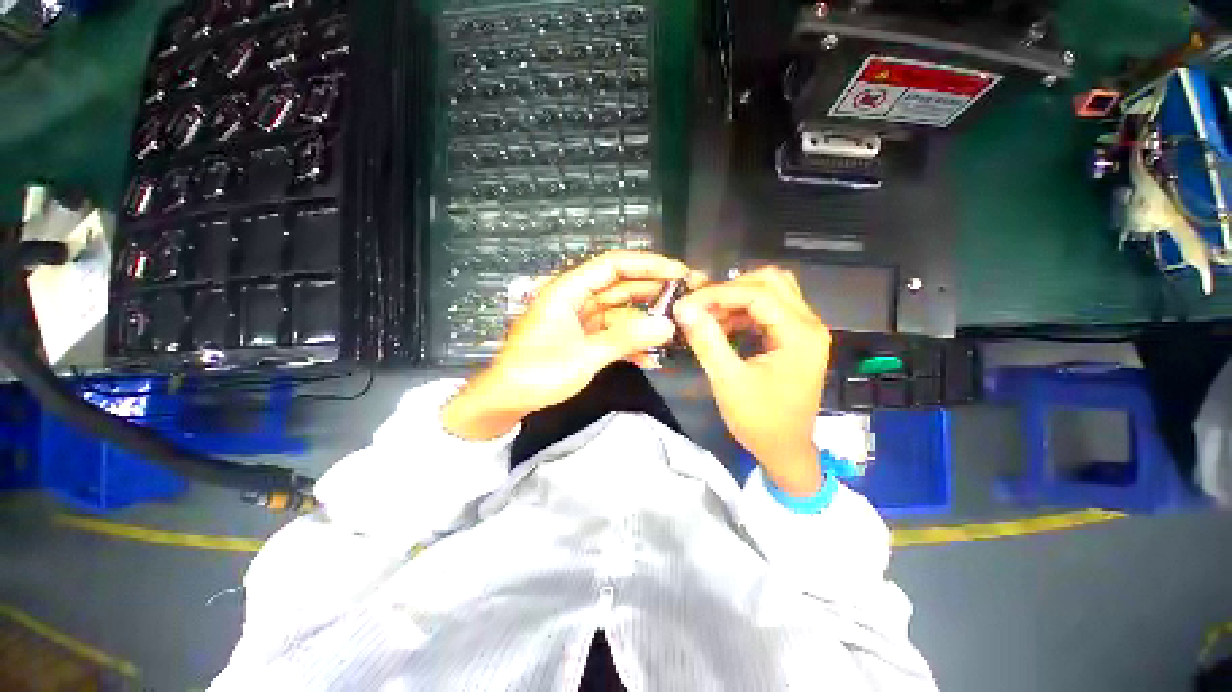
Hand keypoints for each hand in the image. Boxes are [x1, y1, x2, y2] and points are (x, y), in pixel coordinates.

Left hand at [443, 251, 694, 440]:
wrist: (507, 399)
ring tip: (675, 330)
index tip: (678, 272)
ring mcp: (580, 320)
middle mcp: (576, 299)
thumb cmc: (537, 373)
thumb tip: (667, 326)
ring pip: (620, 312)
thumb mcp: (584, 356)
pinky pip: (612, 334)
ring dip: (644, 322)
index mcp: (568, 290)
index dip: (647, 265)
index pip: (613, 265)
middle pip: (620, 286)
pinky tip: (650, 358)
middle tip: (687, 298)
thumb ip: (626, 339)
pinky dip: (630, 343)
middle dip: (653, 292)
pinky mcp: (583, 338)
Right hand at [673, 267, 831, 495]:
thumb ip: (706, 340)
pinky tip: (723, 327)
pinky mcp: (795, 338)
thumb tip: (683, 307)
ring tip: (709, 316)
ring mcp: (805, 330)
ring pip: (771, 292)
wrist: (784, 450)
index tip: (686, 303)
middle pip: (770, 282)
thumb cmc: (759, 420)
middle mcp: (809, 324)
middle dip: (730, 290)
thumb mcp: (727, 380)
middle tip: (700, 307)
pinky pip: (769, 310)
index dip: (718, 293)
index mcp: (799, 334)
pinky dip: (743, 312)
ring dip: (737, 299)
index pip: (757, 293)